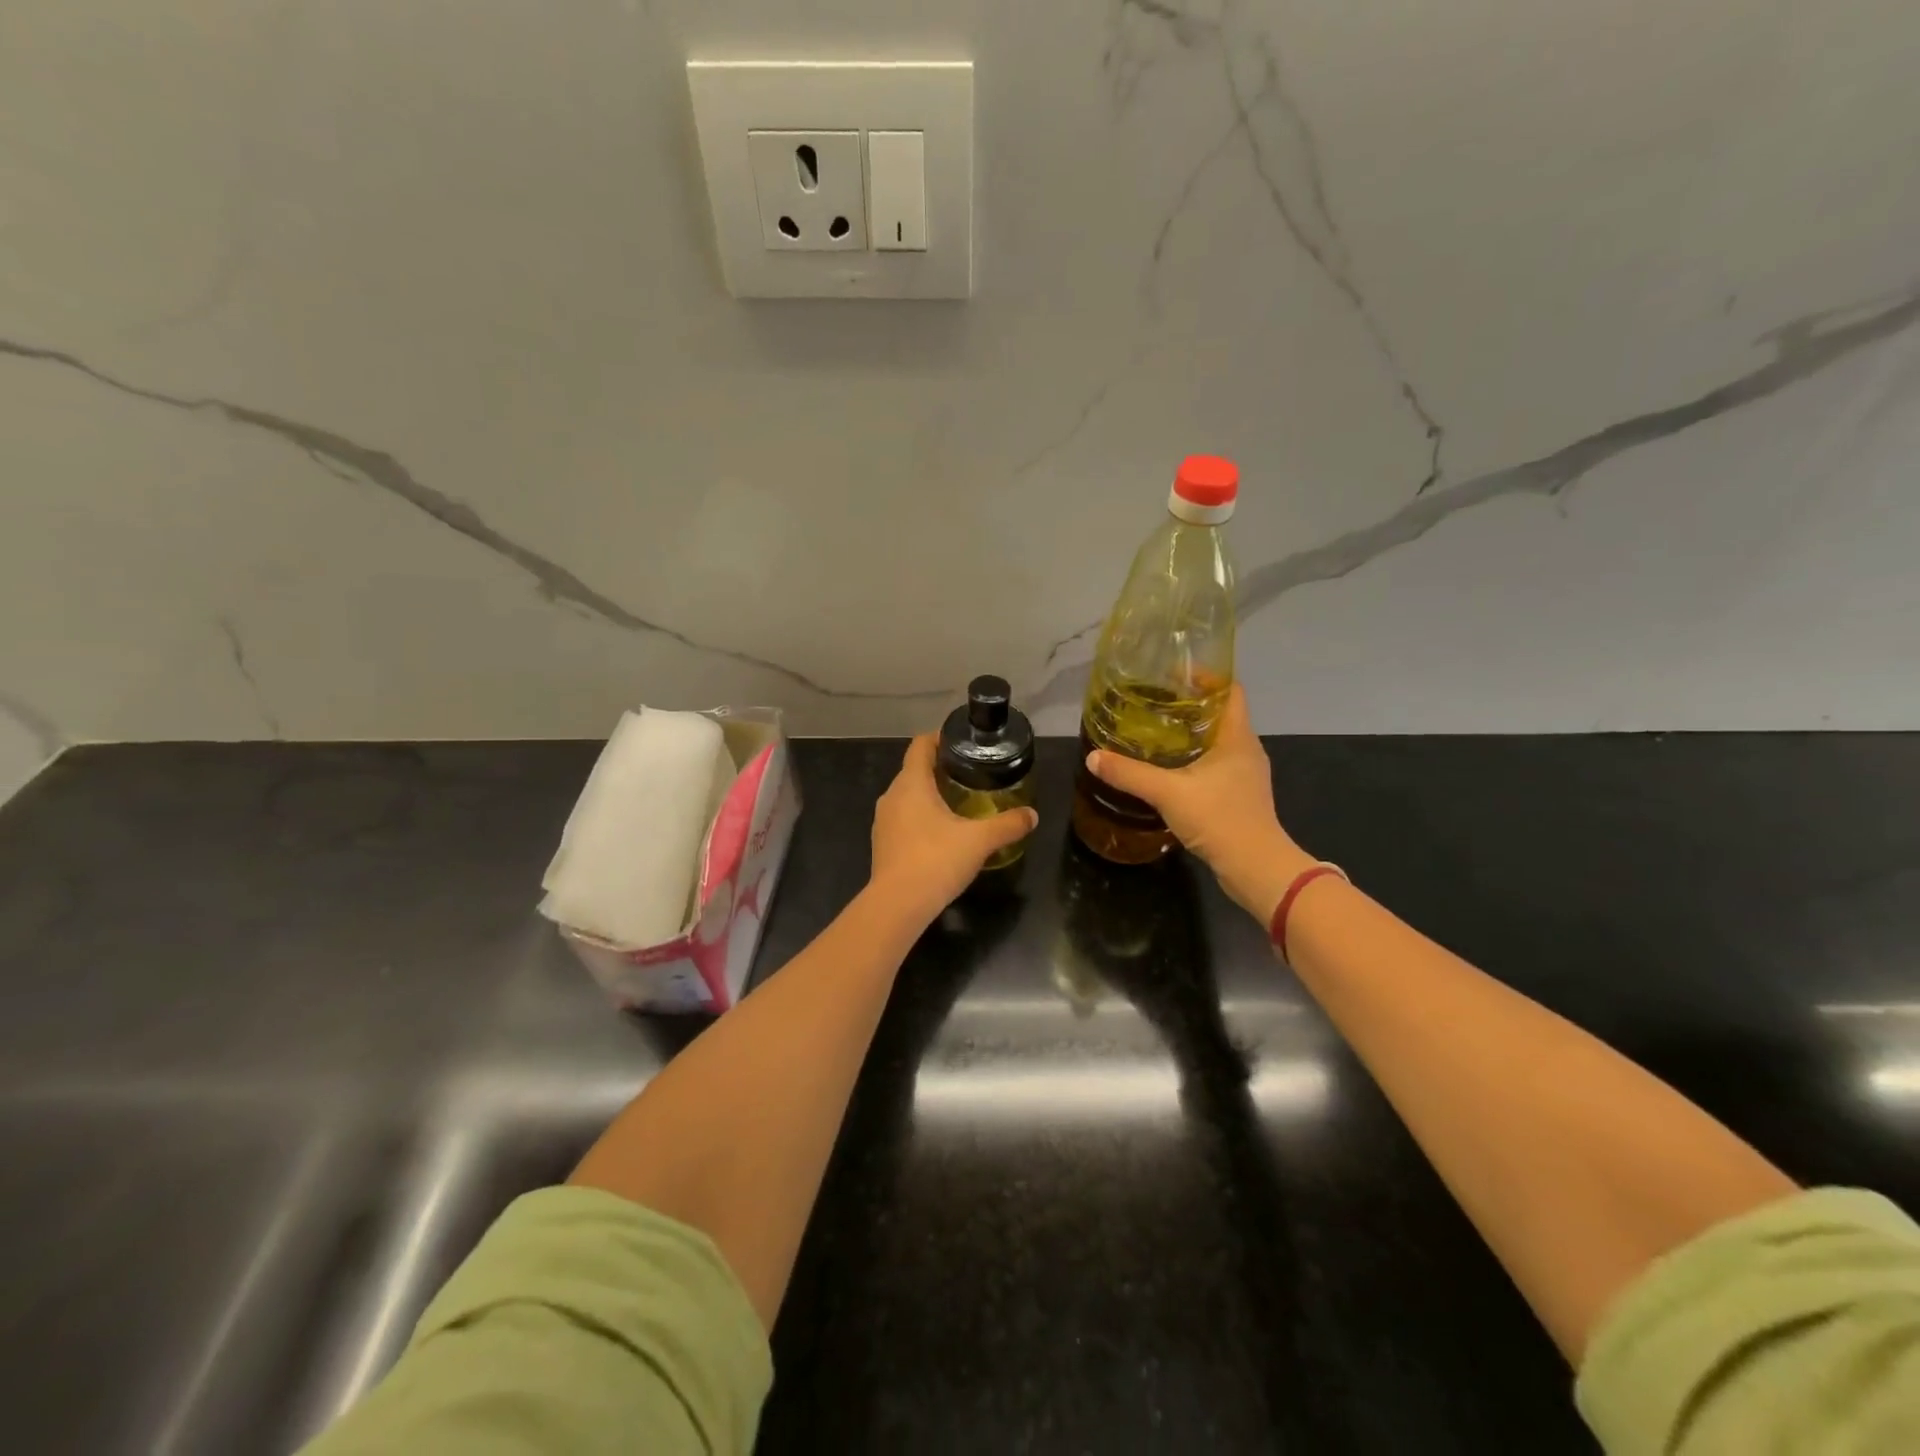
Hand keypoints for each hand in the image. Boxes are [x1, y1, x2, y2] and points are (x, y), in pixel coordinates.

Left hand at [869, 734, 1037, 921]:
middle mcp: (891, 796)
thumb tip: (1033, 815)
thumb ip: (1008, 825)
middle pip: (914, 770)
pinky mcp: (882, 844)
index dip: (940, 738)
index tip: (962, 742)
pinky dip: (921, 818)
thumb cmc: (936, 860)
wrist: (898, 905)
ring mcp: (883, 821)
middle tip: (971, 774)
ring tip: (960, 802)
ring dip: (930, 795)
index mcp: (911, 783)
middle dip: (940, 769)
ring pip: (908, 796)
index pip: (920, 745)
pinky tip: (942, 834)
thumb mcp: (980, 841)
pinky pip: (903, 819)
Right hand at [1084, 685, 1312, 920]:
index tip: (1175, 673)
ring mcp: (1246, 775)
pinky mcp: (1241, 797)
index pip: (1231, 691)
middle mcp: (1246, 750)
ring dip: (1192, 735)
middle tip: (1155, 702)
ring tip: (1157, 732)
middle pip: (1222, 715)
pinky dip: (1195, 760)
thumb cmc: (1219, 818)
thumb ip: (1130, 774)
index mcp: (1237, 737)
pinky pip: (1217, 766)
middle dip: (1191, 705)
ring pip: (1219, 742)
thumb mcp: (1168, 792)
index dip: (1207, 677)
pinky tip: (1170, 770)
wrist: (1255, 867)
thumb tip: (1094, 757)